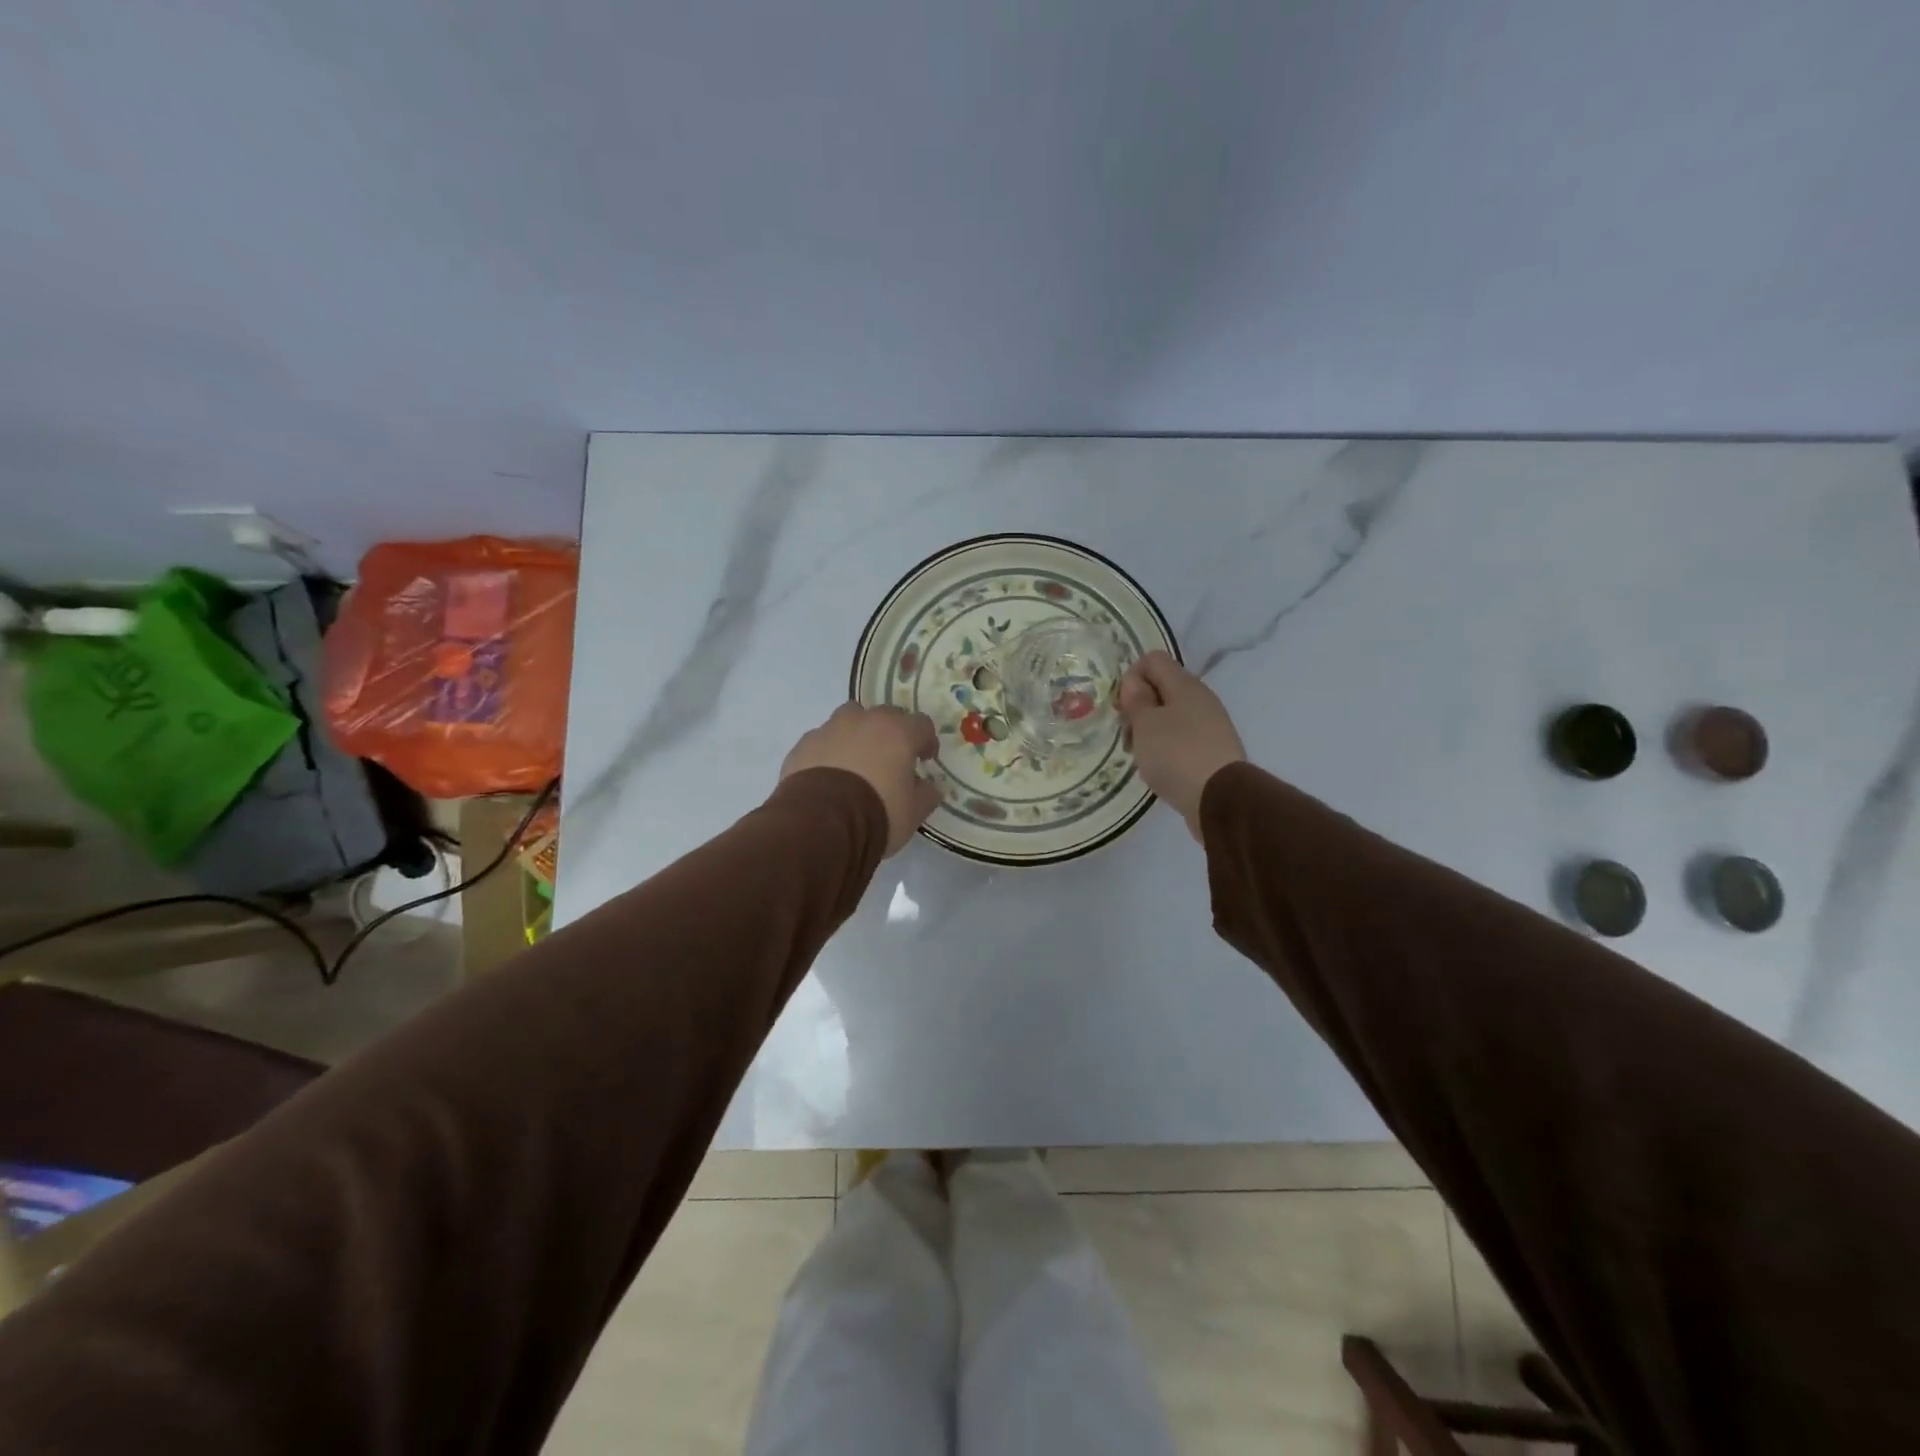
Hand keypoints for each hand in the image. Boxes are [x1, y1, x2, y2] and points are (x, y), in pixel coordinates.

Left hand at [780, 703, 941, 855]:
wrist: (820, 823)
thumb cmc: (877, 813)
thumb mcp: (913, 812)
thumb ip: (926, 794)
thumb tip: (929, 787)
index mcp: (898, 732)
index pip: (922, 724)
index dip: (926, 741)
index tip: (924, 760)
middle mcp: (865, 721)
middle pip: (885, 716)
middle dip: (891, 734)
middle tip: (890, 761)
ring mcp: (830, 729)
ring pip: (849, 720)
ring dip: (857, 735)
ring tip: (855, 764)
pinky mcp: (804, 744)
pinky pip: (823, 741)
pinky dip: (829, 752)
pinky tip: (828, 776)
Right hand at [1116, 651, 1246, 839]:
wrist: (1219, 799)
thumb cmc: (1175, 754)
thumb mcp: (1145, 723)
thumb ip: (1136, 698)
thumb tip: (1135, 681)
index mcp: (1185, 684)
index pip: (1153, 660)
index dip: (1131, 677)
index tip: (1122, 706)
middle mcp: (1201, 698)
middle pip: (1162, 689)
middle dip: (1138, 707)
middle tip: (1127, 734)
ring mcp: (1210, 725)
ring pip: (1171, 716)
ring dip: (1150, 731)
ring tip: (1140, 756)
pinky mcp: (1213, 750)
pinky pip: (1182, 738)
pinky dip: (1166, 748)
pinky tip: (1158, 768)